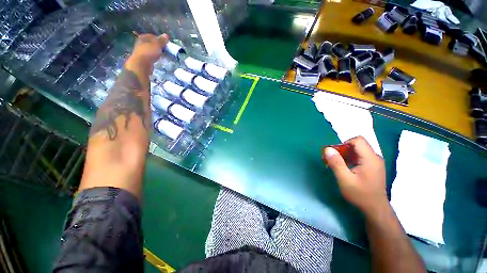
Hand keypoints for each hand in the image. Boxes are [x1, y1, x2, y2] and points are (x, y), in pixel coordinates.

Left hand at [127, 33, 168, 72]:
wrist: (141, 65)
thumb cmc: (148, 52)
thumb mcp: (157, 45)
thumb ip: (162, 40)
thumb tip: (166, 35)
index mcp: (143, 37)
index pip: (153, 36)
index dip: (160, 39)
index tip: (166, 44)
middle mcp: (141, 43)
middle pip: (152, 43)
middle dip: (159, 46)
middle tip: (166, 50)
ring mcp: (142, 51)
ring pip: (151, 50)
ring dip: (157, 52)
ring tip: (163, 55)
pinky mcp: (144, 59)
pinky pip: (151, 56)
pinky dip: (155, 57)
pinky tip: (159, 60)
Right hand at [323, 136, 387, 215]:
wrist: (375, 209)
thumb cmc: (360, 194)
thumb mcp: (345, 179)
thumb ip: (336, 163)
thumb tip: (327, 149)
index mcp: (370, 159)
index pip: (357, 140)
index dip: (344, 143)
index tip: (334, 153)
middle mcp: (374, 157)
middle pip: (356, 145)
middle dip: (342, 150)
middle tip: (331, 159)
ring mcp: (374, 162)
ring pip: (357, 151)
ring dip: (344, 154)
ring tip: (335, 164)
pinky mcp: (372, 166)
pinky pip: (359, 157)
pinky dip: (349, 159)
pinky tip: (343, 168)